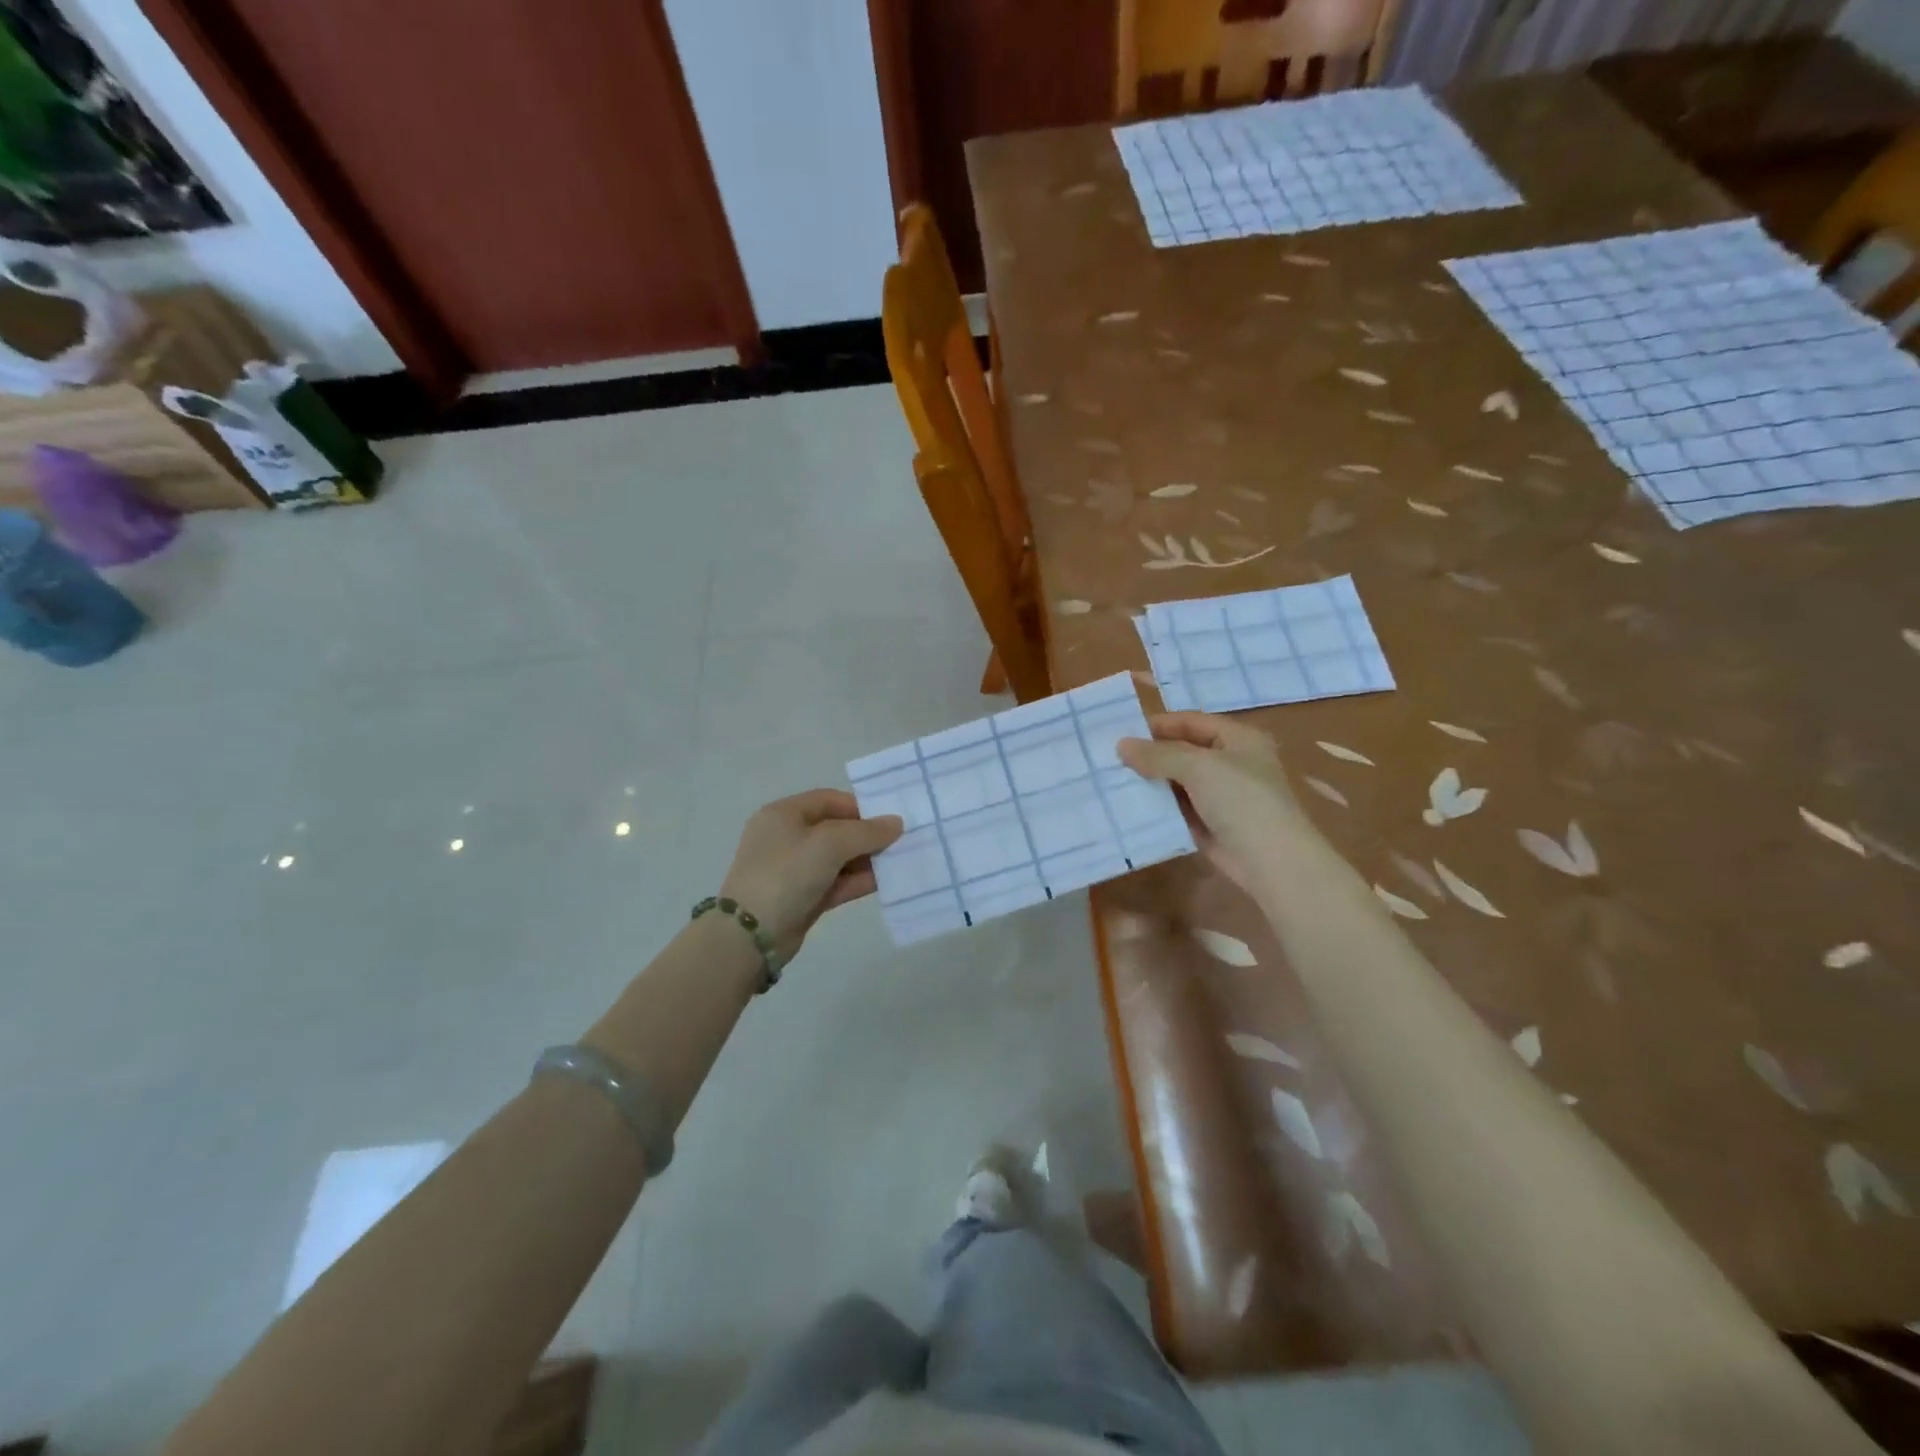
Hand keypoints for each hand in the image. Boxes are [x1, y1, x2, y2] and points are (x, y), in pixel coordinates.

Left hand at [719, 790, 903, 959]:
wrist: (751, 934)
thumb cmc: (787, 873)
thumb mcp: (829, 844)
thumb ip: (866, 832)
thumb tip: (896, 823)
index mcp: (783, 814)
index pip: (828, 800)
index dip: (860, 807)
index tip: (890, 819)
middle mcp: (786, 837)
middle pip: (835, 828)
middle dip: (867, 835)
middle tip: (901, 841)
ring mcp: (793, 869)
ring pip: (838, 858)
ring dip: (867, 860)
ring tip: (900, 862)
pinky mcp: (802, 897)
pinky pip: (836, 882)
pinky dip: (858, 881)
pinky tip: (886, 882)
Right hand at [1118, 712, 1313, 894]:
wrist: (1271, 861)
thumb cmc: (1241, 800)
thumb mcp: (1198, 767)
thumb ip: (1158, 754)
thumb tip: (1121, 745)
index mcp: (1239, 739)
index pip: (1192, 722)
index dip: (1160, 724)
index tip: (1123, 732)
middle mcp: (1232, 763)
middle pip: (1184, 751)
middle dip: (1151, 754)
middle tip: (1112, 758)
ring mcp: (1222, 796)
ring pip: (1179, 782)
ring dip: (1152, 782)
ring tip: (1114, 780)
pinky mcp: (1211, 825)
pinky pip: (1179, 809)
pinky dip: (1159, 807)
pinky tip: (1130, 806)